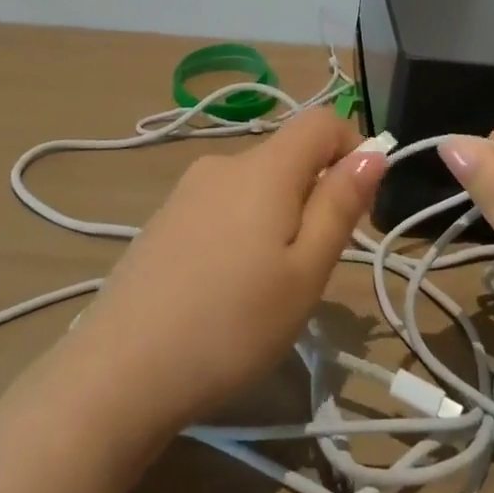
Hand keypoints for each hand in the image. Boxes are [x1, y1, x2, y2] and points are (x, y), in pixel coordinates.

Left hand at [66, 108, 384, 433]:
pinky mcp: (165, 218)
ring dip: (279, 216)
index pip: (321, 122)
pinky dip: (243, 229)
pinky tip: (225, 287)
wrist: (120, 371)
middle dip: (316, 195)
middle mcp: (222, 163)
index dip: (353, 148)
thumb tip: (373, 152)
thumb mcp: (304, 273)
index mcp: (263, 168)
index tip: (359, 206)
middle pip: (288, 155)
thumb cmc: (231, 325)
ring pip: (255, 184)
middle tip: (312, 267)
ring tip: (267, 287)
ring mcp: (186, 190)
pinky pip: (222, 205)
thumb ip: (339, 205)